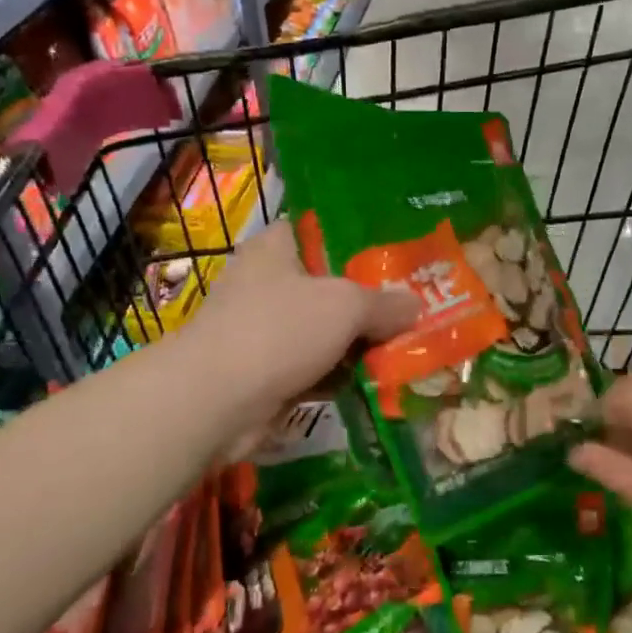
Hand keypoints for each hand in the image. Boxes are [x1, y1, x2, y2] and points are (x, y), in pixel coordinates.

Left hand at [179, 219, 418, 430]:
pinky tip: (379, 381)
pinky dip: (340, 376)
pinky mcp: (266, 373)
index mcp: (275, 248)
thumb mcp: (345, 305)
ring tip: (407, 346)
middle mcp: (266, 284)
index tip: (396, 254)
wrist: (216, 401)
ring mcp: (264, 331)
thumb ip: (385, 303)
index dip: (357, 239)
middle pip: (329, 285)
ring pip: (324, 331)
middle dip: (369, 301)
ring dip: (358, 344)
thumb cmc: (278, 330)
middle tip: (413, 307)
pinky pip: (315, 367)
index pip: (318, 230)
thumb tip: (416, 306)